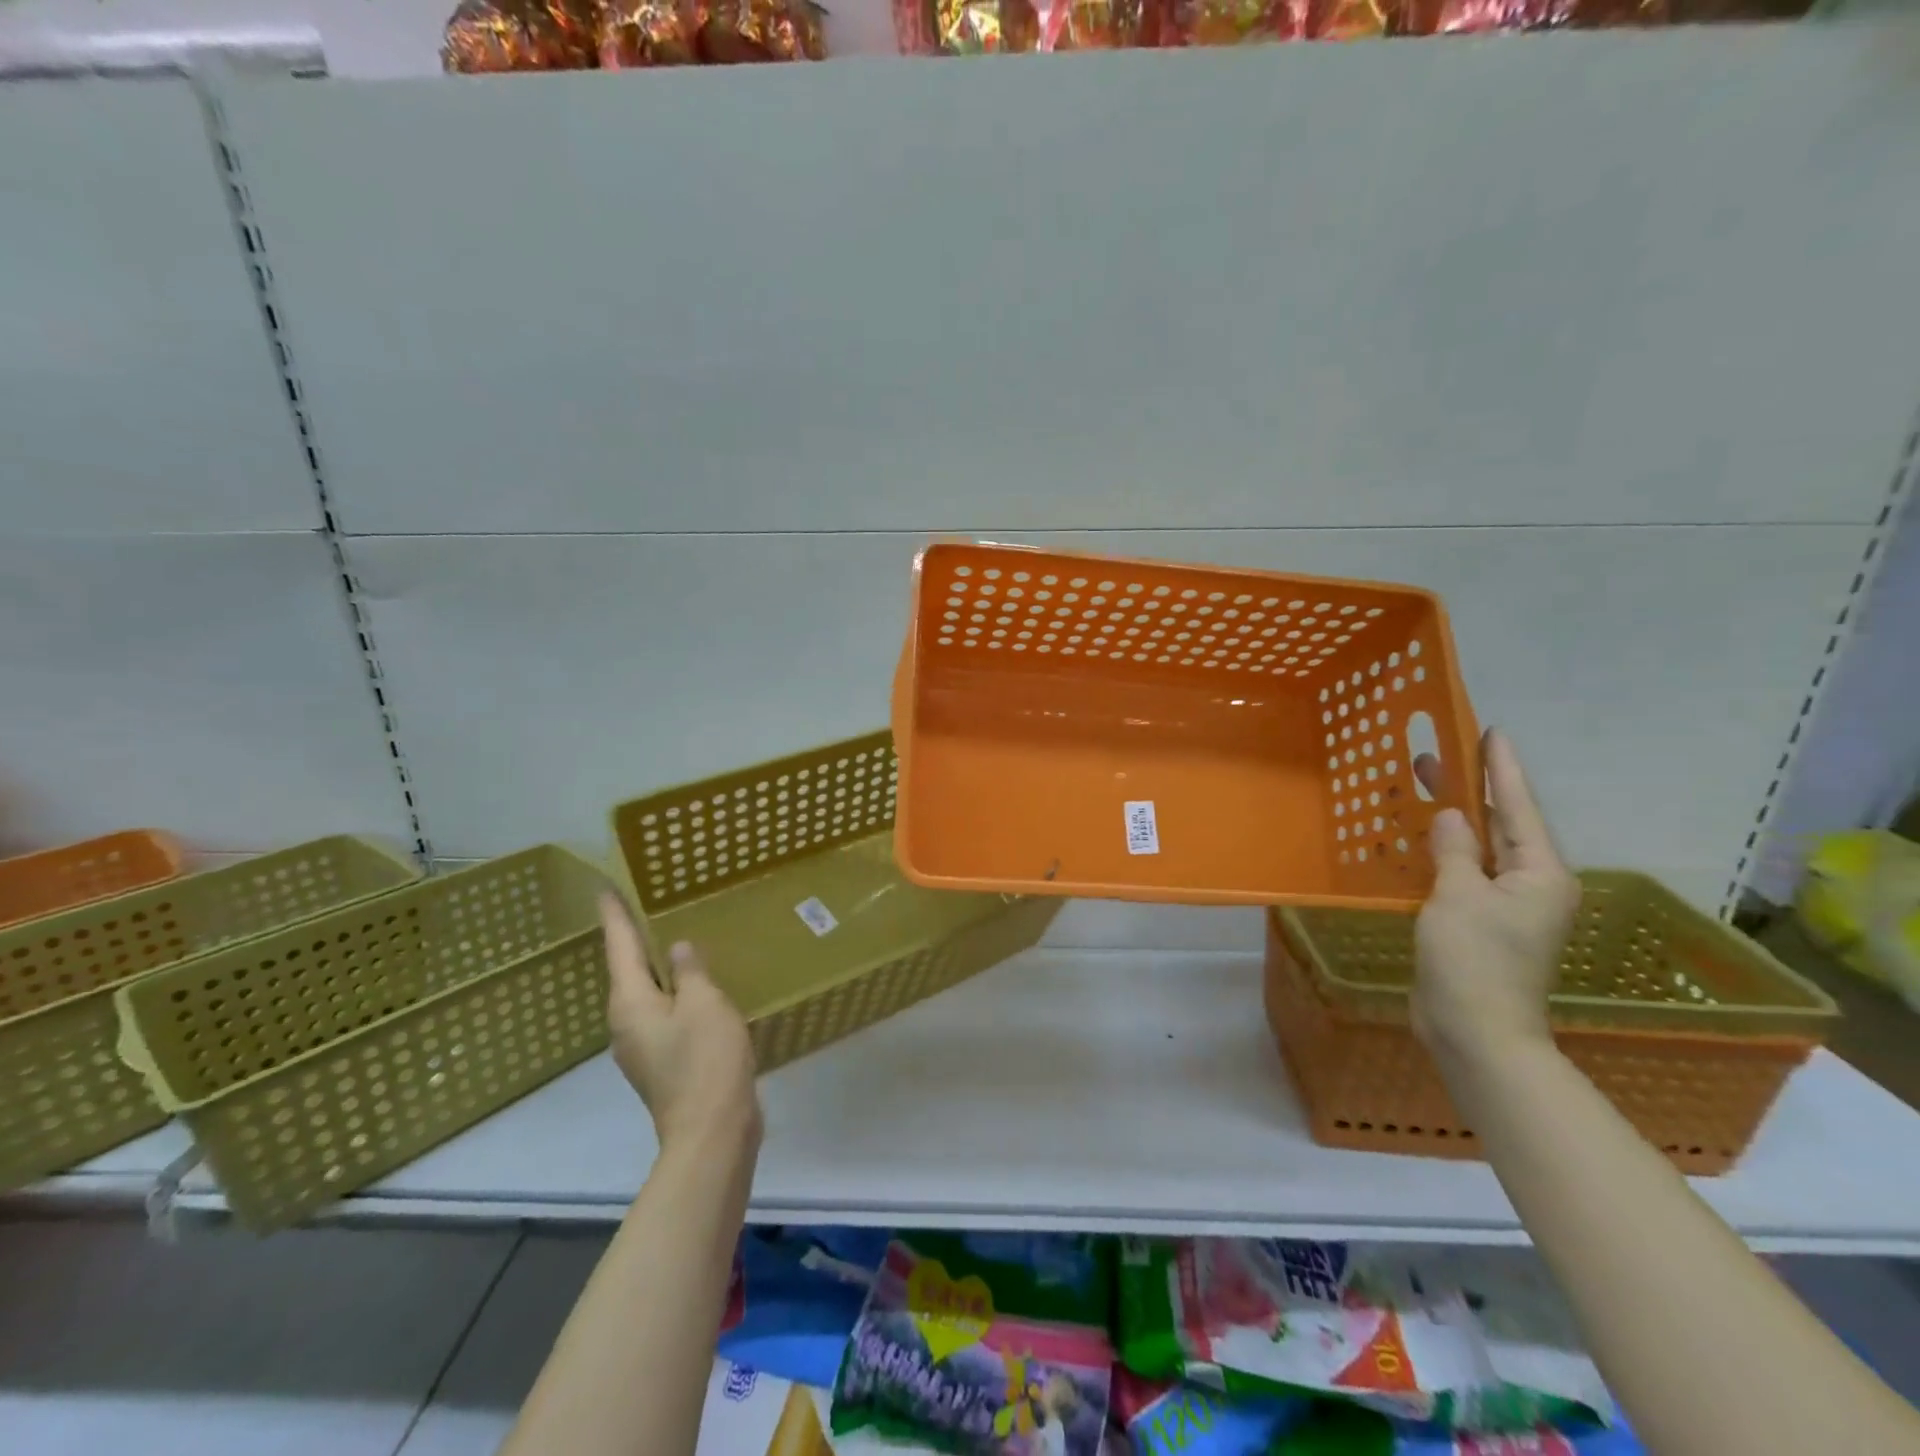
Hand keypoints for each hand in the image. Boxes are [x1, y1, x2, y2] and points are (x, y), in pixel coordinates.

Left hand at [600, 892, 761, 1151]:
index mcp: (629, 1003)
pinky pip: (662, 1012)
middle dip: (634, 939)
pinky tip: (693, 986)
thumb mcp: (704, 1003)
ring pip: (645, 993)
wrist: (711, 1131)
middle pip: (627, 971)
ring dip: (655, 967)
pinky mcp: (662, 1061)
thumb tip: (677, 949)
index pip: (619, 947)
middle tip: (646, 905)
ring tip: (672, 939)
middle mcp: (625, 1023)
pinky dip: (672, 991)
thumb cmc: (705, 1059)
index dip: (615, 916)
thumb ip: (689, 971)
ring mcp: (642, 1046)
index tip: (605, 888)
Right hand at [1412, 729, 1580, 1068]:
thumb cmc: (1474, 959)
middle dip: (1470, 790)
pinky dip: (1442, 852)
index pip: (1518, 808)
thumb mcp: (1459, 896)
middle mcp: (1530, 884)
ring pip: (1478, 850)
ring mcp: (1505, 906)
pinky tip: (1418, 840)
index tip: (1491, 732)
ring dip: (1453, 821)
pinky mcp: (1479, 923)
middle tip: (1434, 756)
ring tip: (1422, 789)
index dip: (1502, 769)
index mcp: (1540, 874)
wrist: (1475, 1031)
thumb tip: (1452, 814)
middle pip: (1500, 825)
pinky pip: (1462, 873)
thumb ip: (1455, 849)